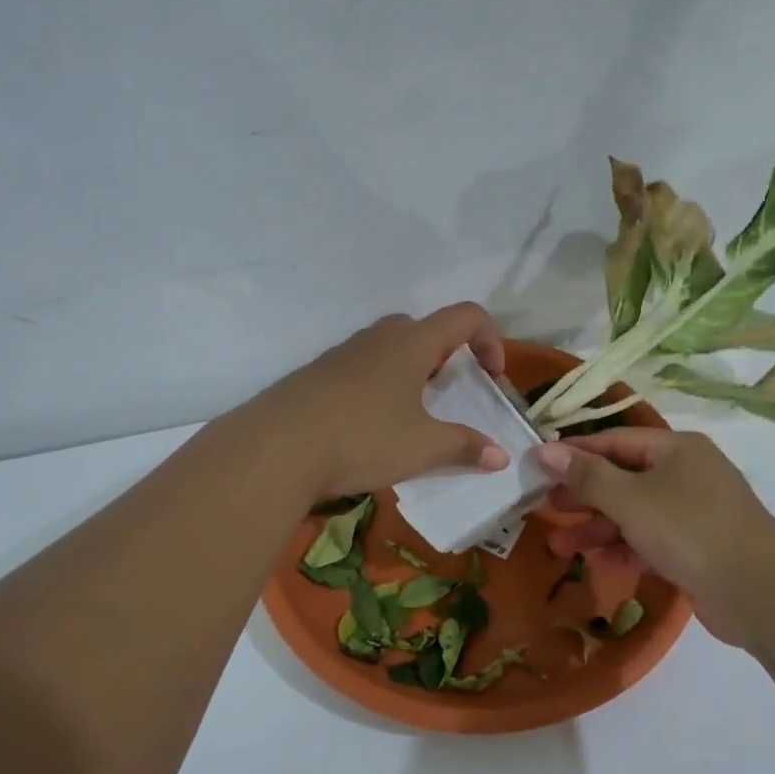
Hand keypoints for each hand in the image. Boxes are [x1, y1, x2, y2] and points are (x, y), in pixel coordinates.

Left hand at [254, 304, 511, 500]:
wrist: (275, 447)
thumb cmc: (363, 437)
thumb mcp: (423, 448)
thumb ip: (465, 447)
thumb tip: (499, 456)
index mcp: (412, 342)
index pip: (466, 317)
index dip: (490, 340)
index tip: (490, 378)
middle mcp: (378, 337)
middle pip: (424, 330)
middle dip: (445, 357)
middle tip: (447, 395)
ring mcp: (342, 353)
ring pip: (388, 349)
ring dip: (409, 373)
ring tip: (409, 416)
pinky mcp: (316, 374)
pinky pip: (359, 369)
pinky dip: (377, 387)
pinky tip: (367, 428)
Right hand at [534, 429, 774, 645]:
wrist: (758, 591)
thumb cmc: (689, 529)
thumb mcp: (630, 499)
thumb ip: (586, 475)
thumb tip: (544, 450)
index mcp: (676, 449)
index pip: (614, 441)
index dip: (575, 453)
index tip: (538, 466)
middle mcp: (686, 474)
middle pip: (622, 477)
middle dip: (582, 495)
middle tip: (543, 506)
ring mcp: (693, 512)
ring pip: (633, 512)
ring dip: (597, 528)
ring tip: (558, 545)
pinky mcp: (695, 548)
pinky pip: (649, 540)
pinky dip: (623, 548)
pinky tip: (595, 562)